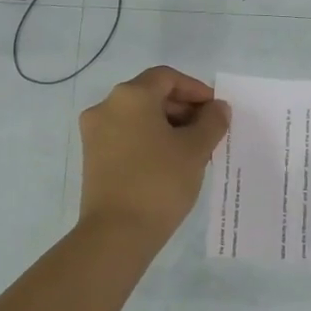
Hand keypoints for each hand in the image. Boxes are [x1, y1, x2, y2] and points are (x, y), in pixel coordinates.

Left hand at [78, 66, 230, 244]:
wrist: (117, 233)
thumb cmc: (160, 182)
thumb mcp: (195, 149)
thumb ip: (211, 122)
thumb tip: (218, 108)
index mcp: (130, 96)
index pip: (167, 78)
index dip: (196, 90)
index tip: (216, 111)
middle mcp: (106, 106)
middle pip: (150, 95)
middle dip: (182, 109)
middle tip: (208, 132)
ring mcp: (95, 133)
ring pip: (138, 117)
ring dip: (167, 126)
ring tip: (193, 150)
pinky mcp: (92, 157)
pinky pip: (126, 136)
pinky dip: (149, 140)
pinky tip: (170, 163)